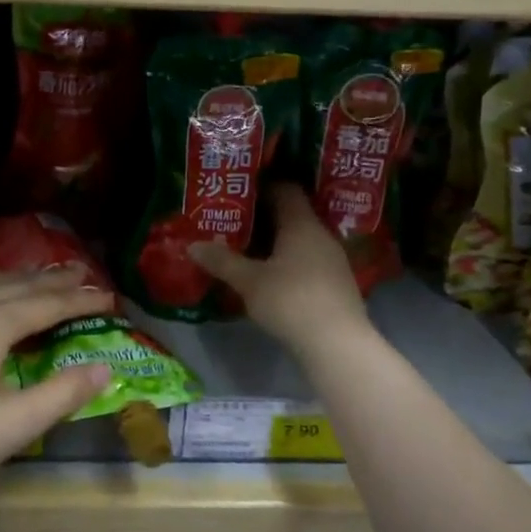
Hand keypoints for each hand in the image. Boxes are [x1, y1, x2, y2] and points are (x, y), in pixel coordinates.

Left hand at [0, 266, 115, 504]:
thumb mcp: (11, 427)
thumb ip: (61, 395)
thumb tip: (103, 368)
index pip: (46, 305)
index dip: (79, 300)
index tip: (106, 296)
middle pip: (15, 286)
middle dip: (51, 280)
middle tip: (80, 273)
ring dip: (10, 279)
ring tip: (31, 276)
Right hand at [189, 184, 369, 354]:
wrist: (337, 345)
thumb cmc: (291, 301)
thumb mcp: (249, 281)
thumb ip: (221, 261)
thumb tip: (193, 245)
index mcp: (302, 224)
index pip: (285, 189)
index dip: (262, 186)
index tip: (238, 191)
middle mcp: (321, 235)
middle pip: (292, 215)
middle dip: (264, 217)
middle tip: (234, 220)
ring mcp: (333, 261)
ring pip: (300, 240)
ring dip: (276, 242)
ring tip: (247, 248)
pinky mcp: (336, 284)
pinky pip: (307, 261)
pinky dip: (288, 262)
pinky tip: (270, 276)